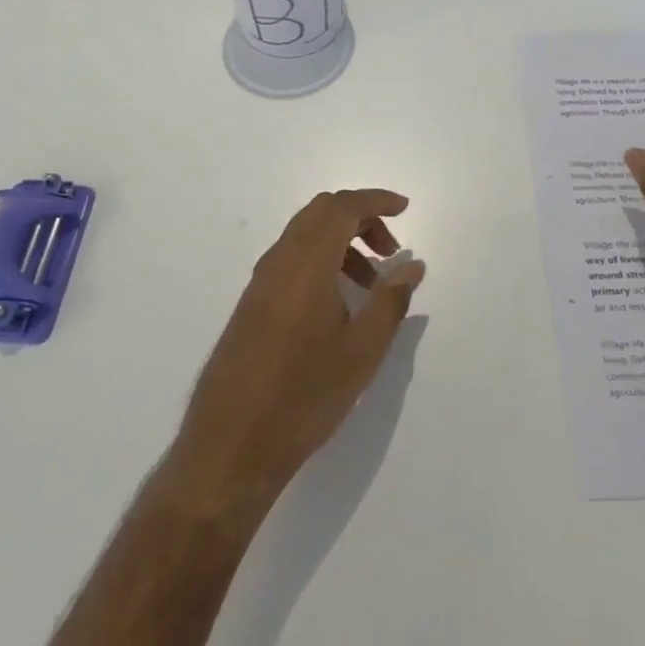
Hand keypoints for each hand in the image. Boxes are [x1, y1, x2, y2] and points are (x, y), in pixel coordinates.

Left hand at [170, 190, 424, 510]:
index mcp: (306, 263)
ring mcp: (260, 281)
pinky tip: (338, 303)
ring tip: (370, 285)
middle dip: (361, 219)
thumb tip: (412, 265)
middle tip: (391, 250)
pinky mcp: (251, 303)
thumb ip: (390, 301)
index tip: (405, 209)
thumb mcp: (362, 352)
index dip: (376, 201)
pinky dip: (321, 261)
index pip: (342, 208)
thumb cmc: (304, 396)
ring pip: (305, 235)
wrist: (232, 445)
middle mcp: (279, 261)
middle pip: (321, 213)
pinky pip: (291, 259)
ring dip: (341, 242)